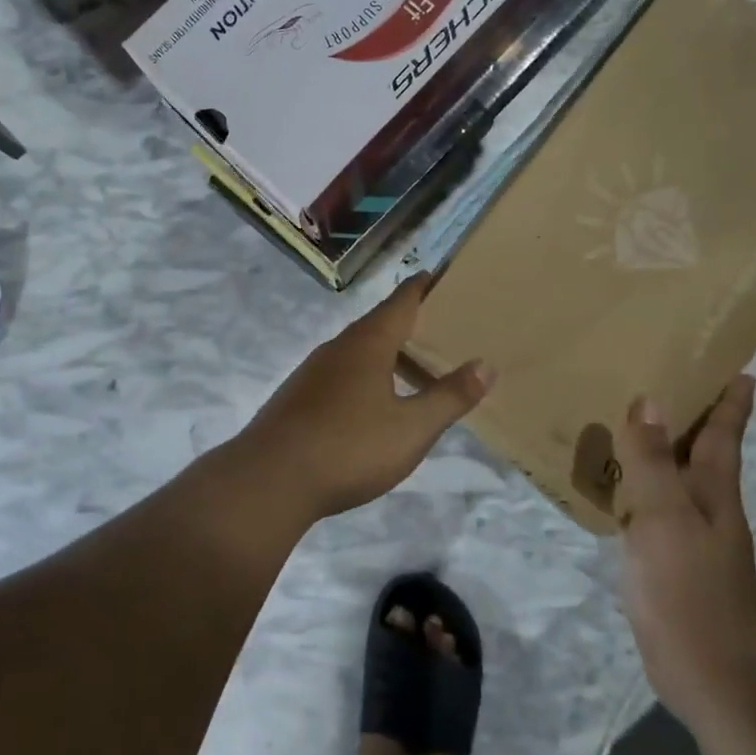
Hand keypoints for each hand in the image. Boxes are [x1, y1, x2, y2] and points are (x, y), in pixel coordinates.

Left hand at [232, 274, 493, 519]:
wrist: (270, 479)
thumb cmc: (348, 447)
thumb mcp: (411, 429)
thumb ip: (448, 397)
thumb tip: (486, 364)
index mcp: (367, 344)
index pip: (401, 301)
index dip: (422, 287)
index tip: (441, 275)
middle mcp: (337, 348)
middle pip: (378, 324)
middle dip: (409, 322)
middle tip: (442, 326)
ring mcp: (312, 372)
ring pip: (357, 351)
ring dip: (386, 352)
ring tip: (414, 365)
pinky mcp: (297, 398)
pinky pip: (341, 374)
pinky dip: (366, 376)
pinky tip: (373, 402)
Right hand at [616, 375, 755, 732]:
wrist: (711, 677)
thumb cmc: (690, 591)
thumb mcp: (665, 519)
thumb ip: (651, 461)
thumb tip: (647, 399)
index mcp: (713, 491)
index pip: (723, 432)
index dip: (730, 398)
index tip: (736, 364)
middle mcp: (705, 506)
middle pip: (699, 447)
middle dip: (690, 411)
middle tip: (660, 373)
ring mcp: (688, 535)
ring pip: (672, 475)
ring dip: (657, 445)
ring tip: (626, 416)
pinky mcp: (667, 560)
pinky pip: (650, 504)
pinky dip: (636, 482)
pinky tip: (613, 480)